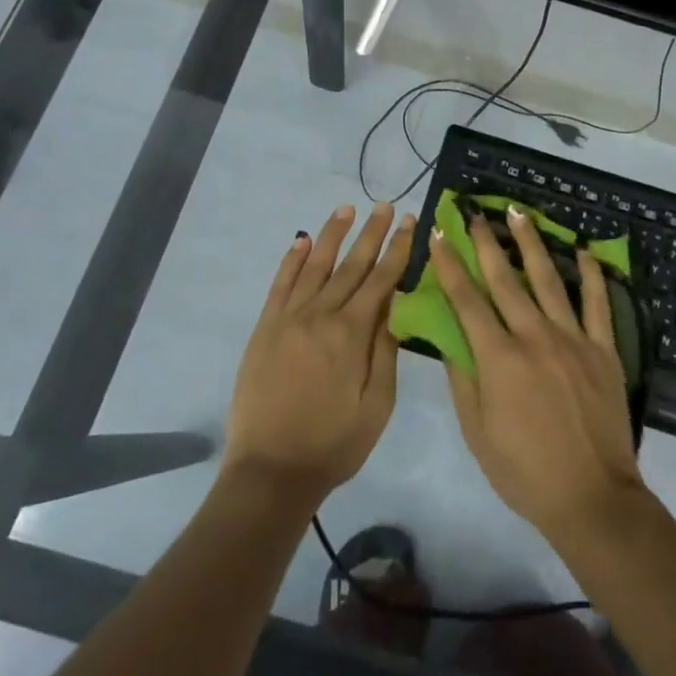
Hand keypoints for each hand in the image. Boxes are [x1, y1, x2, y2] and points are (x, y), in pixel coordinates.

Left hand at [224, 202, 416, 506]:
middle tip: (386, 205)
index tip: (410, 222)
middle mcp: (320, 315)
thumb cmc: (333, 443)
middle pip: (351, 265)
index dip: (397, 249)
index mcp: (352, 334)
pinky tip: (302, 241)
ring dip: (333, 235)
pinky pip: (280, 284)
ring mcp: (288, 319)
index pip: (380, 280)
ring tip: (347, 208)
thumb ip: (386, 351)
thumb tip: (395, 305)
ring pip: (315, 266)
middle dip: (371, 233)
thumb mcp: (376, 406)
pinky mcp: (265, 328)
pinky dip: (292, 260)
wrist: (270, 470)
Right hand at [432, 207, 647, 546]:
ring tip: (519, 213)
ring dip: (531, 243)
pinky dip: (592, 275)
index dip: (449, 265)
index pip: (467, 300)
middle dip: (485, 243)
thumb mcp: (476, 432)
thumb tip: (450, 335)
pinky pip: (599, 304)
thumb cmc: (524, 471)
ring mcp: (573, 339)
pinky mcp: (604, 350)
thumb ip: (463, 378)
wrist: (592, 498)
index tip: (438, 234)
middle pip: (505, 279)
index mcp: (499, 358)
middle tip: (474, 213)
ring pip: (549, 279)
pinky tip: (583, 251)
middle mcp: (535, 337)